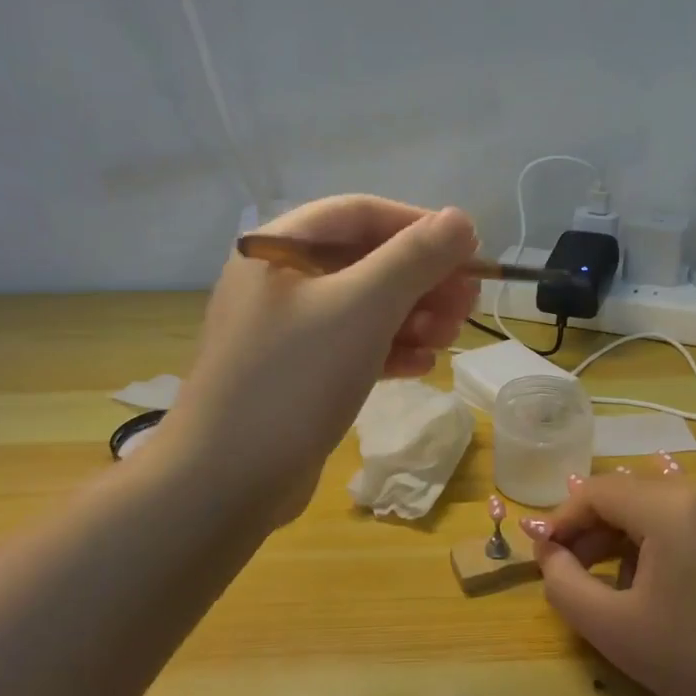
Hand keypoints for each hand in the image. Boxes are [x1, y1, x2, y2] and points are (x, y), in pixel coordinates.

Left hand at [169, 196, 478, 521]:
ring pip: (363, 307)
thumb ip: (414, 258)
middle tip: (469, 303)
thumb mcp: (362, 308)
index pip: (359, 213)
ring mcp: (285, 331)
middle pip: (365, 261)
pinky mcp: (296, 374)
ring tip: (450, 338)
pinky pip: (352, 347)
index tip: (469, 249)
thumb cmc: (294, 379)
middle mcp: (278, 281)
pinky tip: (423, 366)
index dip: (419, 225)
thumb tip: (461, 219)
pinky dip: (389, 350)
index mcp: (277, 247)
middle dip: (422, 279)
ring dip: (413, 317)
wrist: (226, 481)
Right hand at [524, 474, 695, 695]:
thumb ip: (563, 582)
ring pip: (662, 506)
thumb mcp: (612, 628)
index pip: (599, 491)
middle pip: (631, 495)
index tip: (544, 554)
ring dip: (628, 536)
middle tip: (572, 571)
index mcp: (674, 507)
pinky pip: (695, 521)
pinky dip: (665, 541)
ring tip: (615, 585)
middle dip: (595, 530)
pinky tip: (663, 586)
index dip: (564, 519)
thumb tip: (549, 552)